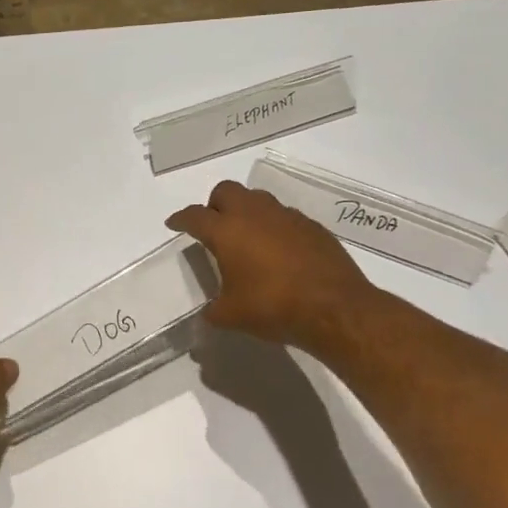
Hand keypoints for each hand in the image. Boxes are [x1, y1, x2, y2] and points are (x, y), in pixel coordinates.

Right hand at [167, 180, 378, 346]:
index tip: (174, 224)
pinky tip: (277, 251)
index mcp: (227, 232)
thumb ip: (213, 310)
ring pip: (257, 199)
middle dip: (214, 205)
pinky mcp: (311, 226)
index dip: (181, 219)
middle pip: (226, 191)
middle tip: (212, 226)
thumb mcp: (230, 316)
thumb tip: (209, 312)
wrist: (333, 307)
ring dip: (245, 211)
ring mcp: (286, 217)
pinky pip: (283, 216)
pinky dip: (273, 226)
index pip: (195, 216)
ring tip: (245, 237)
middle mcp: (255, 215)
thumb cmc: (272, 307)